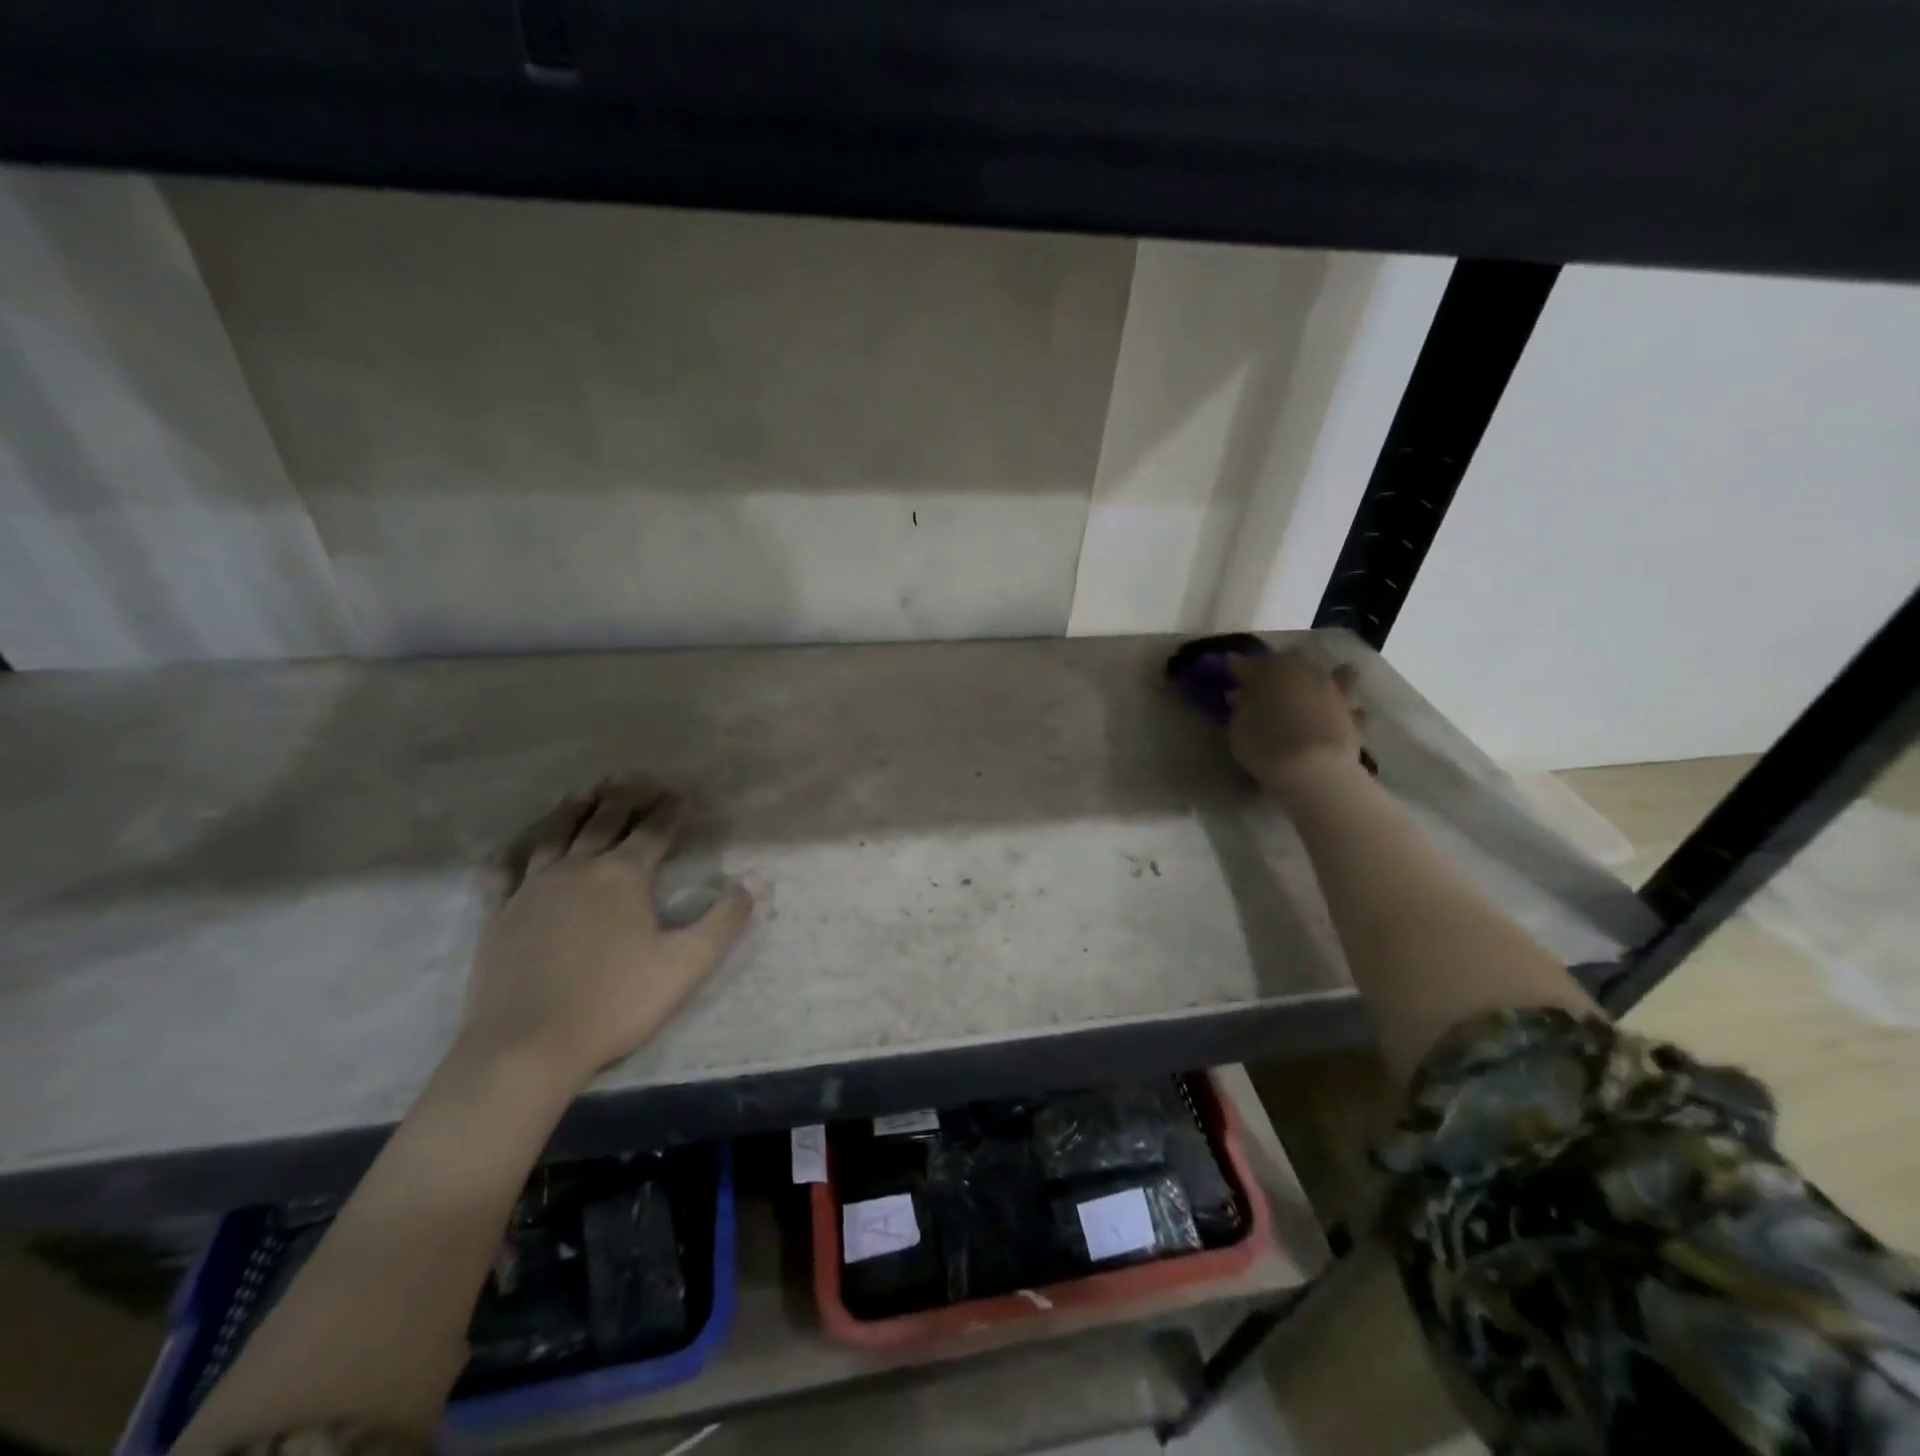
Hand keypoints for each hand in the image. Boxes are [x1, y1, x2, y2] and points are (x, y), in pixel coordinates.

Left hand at [456, 780, 752, 1086]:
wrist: (525, 1047)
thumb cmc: (614, 1003)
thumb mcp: (685, 964)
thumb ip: (723, 921)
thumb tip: (753, 883)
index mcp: (622, 876)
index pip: (653, 831)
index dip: (671, 810)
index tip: (682, 793)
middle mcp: (577, 869)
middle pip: (604, 820)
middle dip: (625, 797)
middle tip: (636, 778)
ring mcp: (533, 889)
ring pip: (555, 834)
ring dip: (574, 810)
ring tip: (586, 793)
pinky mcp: (501, 914)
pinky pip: (507, 871)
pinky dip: (515, 852)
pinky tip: (516, 848)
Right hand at [1226, 651, 1365, 792]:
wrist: (1312, 771)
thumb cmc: (1264, 744)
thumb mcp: (1237, 726)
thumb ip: (1242, 706)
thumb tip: (1243, 695)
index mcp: (1276, 668)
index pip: (1250, 663)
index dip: (1239, 668)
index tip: (1230, 671)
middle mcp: (1310, 673)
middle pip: (1295, 662)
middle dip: (1281, 669)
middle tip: (1269, 684)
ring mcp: (1337, 695)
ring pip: (1339, 675)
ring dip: (1328, 679)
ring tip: (1316, 692)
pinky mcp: (1356, 720)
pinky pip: (1353, 711)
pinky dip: (1345, 712)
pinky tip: (1337, 719)